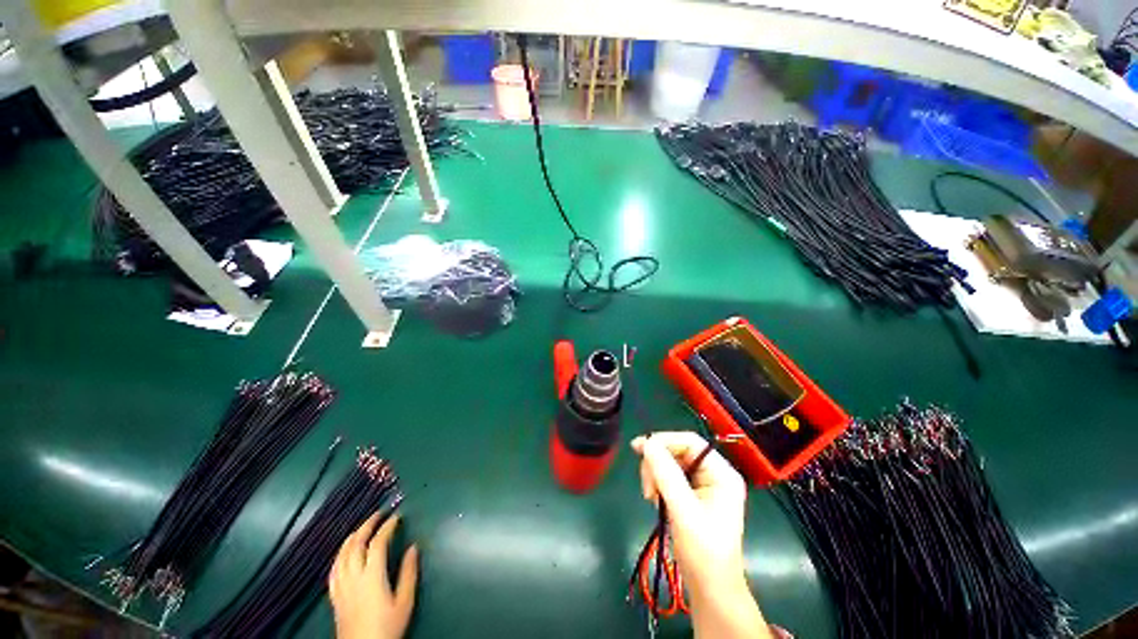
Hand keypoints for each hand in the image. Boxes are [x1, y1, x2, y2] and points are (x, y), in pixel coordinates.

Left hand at [329, 512, 418, 638]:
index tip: (396, 516)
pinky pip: (333, 569)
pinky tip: (344, 552)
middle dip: (367, 525)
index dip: (387, 527)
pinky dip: (340, 555)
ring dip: (352, 537)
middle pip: (356, 544)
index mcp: (372, 576)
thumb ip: (409, 573)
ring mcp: (341, 587)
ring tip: (362, 527)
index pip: (377, 543)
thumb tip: (413, 547)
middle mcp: (353, 577)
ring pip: (342, 555)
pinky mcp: (334, 596)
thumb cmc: (387, 627)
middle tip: (378, 514)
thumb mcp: (405, 601)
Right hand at [631, 432, 746, 592]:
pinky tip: (656, 501)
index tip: (638, 448)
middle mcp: (714, 474)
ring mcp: (704, 486)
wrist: (710, 591)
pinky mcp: (693, 496)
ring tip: (651, 498)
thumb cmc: (703, 552)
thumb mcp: (683, 510)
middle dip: (657, 464)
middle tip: (647, 487)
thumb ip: (665, 474)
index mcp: (721, 473)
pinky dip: (659, 485)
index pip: (689, 441)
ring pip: (670, 464)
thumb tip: (647, 443)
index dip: (663, 440)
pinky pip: (670, 478)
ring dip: (656, 476)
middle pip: (678, 451)